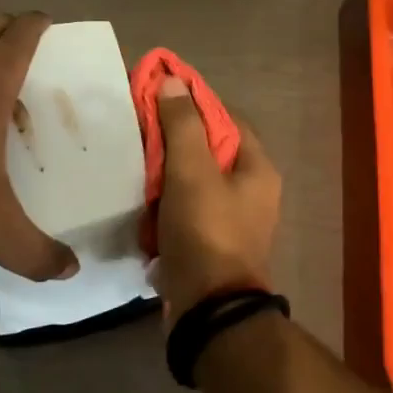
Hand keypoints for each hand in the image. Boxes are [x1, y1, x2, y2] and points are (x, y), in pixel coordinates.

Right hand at [153, 77, 280, 325]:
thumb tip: (174, 81)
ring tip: (134, 163)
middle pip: (210, 151)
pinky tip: (141, 202)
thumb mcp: (192, 171)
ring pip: (195, 182)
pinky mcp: (211, 244)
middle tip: (140, 131)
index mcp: (257, 169)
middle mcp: (252, 192)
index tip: (160, 96)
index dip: (195, 103)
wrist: (209, 310)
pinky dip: (165, 205)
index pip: (227, 119)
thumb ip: (183, 125)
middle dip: (175, 141)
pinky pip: (186, 211)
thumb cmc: (205, 231)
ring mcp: (232, 221)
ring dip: (166, 174)